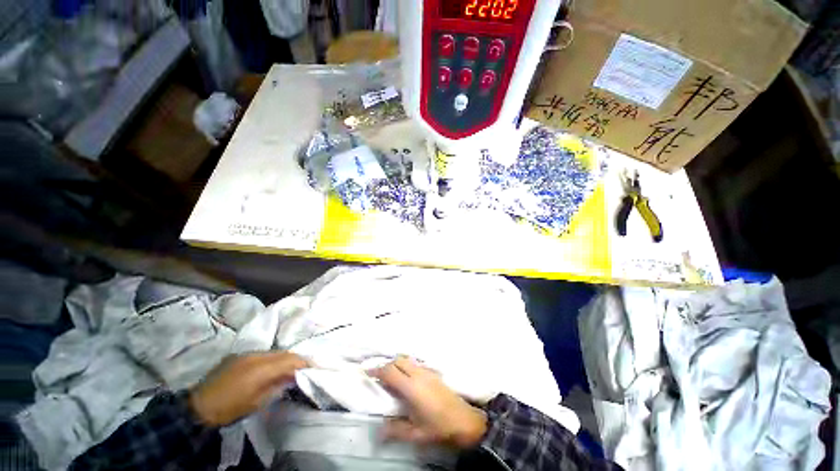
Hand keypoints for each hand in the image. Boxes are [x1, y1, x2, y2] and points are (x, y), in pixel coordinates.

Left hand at [189, 352, 308, 426]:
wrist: (198, 407)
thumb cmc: (230, 408)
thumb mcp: (257, 402)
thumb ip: (277, 386)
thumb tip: (292, 377)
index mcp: (261, 368)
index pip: (290, 359)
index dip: (304, 362)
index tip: (314, 367)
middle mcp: (256, 355)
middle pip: (284, 352)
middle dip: (296, 359)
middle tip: (304, 368)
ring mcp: (246, 354)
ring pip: (274, 351)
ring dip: (284, 358)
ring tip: (289, 368)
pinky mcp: (239, 356)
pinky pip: (262, 353)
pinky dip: (272, 359)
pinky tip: (271, 367)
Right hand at [369, 357, 487, 448]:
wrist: (464, 420)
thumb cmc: (439, 428)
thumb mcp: (416, 434)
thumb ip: (396, 430)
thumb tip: (379, 429)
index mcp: (412, 388)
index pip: (390, 372)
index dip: (377, 370)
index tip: (366, 371)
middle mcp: (419, 374)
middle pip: (398, 360)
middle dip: (386, 365)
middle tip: (377, 375)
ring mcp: (427, 371)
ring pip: (408, 359)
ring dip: (396, 363)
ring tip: (390, 375)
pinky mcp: (434, 372)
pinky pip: (416, 363)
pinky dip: (406, 365)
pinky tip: (406, 377)